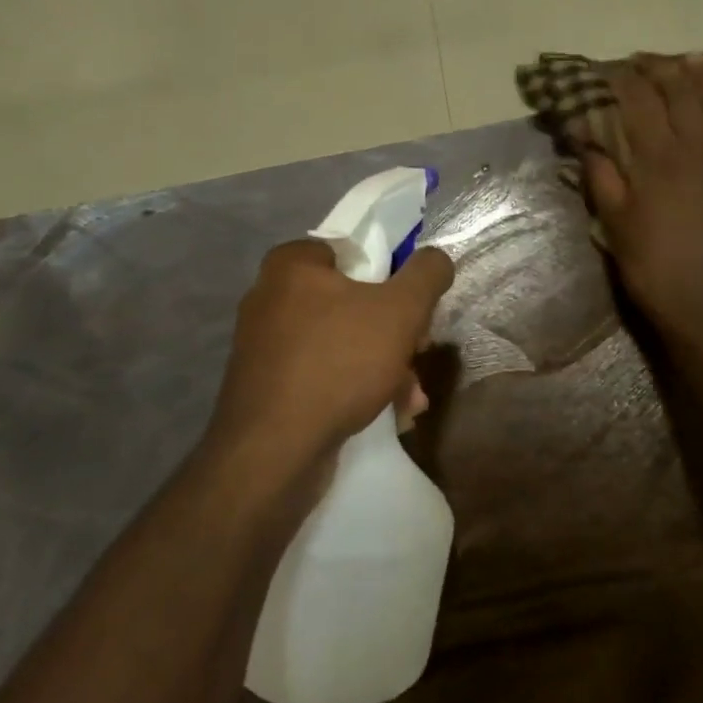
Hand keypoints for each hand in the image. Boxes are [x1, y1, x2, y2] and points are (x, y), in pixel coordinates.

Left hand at [210, 239, 455, 467]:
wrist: (274, 450)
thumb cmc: (338, 363)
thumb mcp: (400, 311)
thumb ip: (426, 275)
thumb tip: (437, 257)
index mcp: (291, 266)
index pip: (351, 253)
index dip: (390, 278)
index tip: (413, 310)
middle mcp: (270, 299)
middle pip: (352, 303)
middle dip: (395, 335)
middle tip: (418, 355)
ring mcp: (266, 346)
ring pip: (342, 344)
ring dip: (384, 368)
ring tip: (410, 399)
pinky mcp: (267, 387)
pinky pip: (322, 375)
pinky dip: (355, 390)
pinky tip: (387, 415)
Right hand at [582, 54, 702, 351]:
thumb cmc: (653, 269)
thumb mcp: (615, 226)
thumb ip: (602, 178)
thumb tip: (588, 139)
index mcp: (659, 160)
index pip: (639, 103)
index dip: (623, 81)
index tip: (610, 71)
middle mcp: (700, 148)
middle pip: (682, 92)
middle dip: (661, 68)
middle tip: (646, 60)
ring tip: (694, 60)